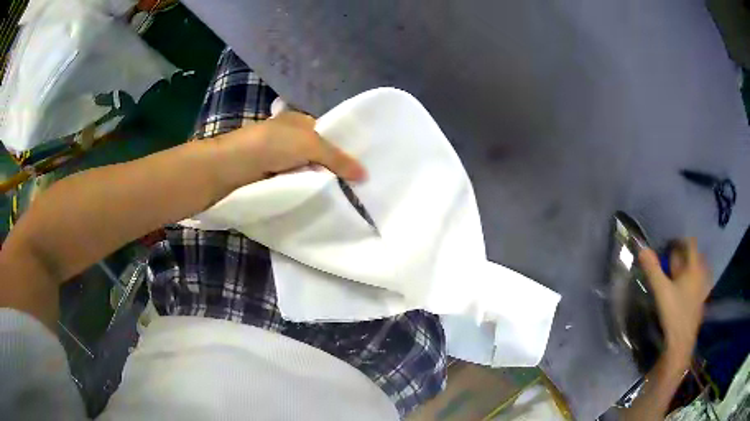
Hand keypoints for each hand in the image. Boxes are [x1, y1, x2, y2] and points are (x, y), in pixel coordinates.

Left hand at [213, 111, 365, 187]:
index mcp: (299, 120)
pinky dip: (304, 189)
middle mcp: (289, 136)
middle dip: (333, 167)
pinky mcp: (270, 176)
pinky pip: (294, 182)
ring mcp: (278, 157)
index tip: (361, 167)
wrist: (232, 166)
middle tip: (356, 186)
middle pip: (318, 152)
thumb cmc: (271, 145)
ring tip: (343, 196)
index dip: (343, 147)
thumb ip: (337, 158)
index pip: (328, 133)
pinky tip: (318, 198)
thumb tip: (365, 174)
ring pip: (307, 169)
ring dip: (318, 180)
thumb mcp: (309, 144)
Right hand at [638, 238, 709, 368]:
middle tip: (673, 259)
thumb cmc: (674, 313)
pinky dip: (693, 281)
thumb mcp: (661, 291)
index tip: (670, 244)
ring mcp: (703, 289)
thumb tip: (642, 248)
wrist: (681, 343)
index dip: (681, 241)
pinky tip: (686, 289)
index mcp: (694, 268)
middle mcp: (701, 274)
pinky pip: (699, 283)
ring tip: (680, 272)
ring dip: (691, 268)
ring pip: (699, 271)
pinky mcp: (701, 302)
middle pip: (696, 256)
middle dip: (686, 255)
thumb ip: (653, 269)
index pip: (691, 244)